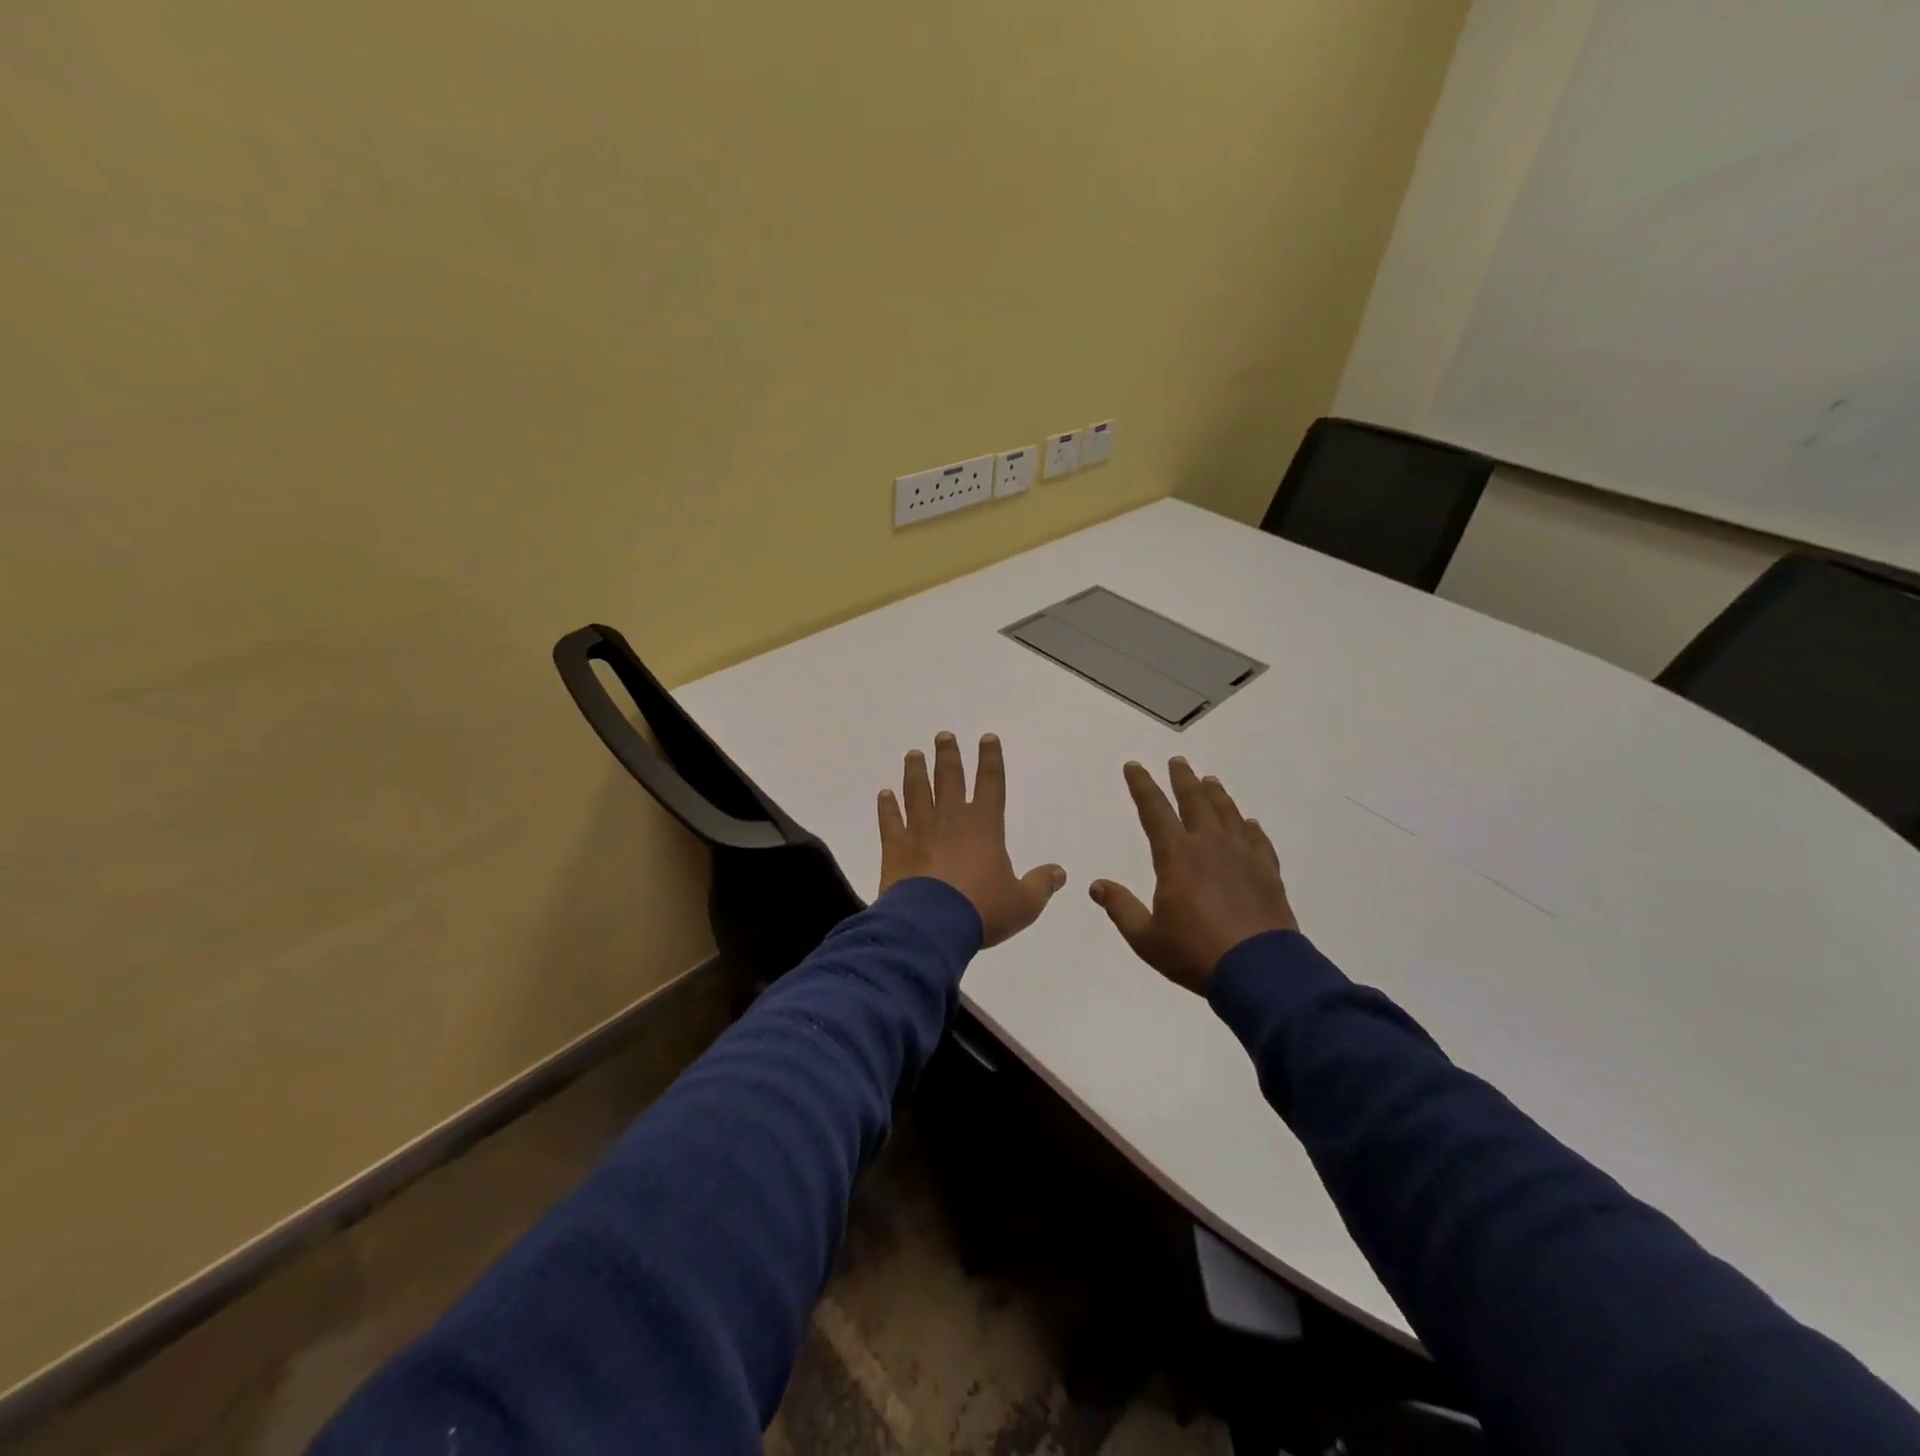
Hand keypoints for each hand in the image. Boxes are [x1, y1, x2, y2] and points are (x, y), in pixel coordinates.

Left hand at [877, 732, 1066, 947]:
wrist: (930, 925)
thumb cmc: (981, 910)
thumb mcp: (1022, 904)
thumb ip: (1040, 885)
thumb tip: (1059, 872)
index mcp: (984, 826)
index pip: (991, 783)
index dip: (991, 759)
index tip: (987, 738)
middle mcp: (951, 819)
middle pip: (950, 778)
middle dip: (948, 755)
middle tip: (943, 735)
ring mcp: (920, 830)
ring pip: (917, 792)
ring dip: (916, 771)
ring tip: (914, 754)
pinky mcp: (895, 847)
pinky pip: (890, 820)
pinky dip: (887, 806)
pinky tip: (884, 794)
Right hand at [1090, 758, 1297, 993]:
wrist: (1260, 971)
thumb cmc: (1195, 952)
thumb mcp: (1146, 937)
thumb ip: (1120, 907)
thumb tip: (1096, 885)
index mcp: (1176, 855)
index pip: (1154, 810)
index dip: (1142, 785)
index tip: (1134, 766)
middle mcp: (1209, 844)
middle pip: (1195, 801)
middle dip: (1182, 779)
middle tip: (1178, 761)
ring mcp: (1242, 855)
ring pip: (1227, 813)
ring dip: (1216, 794)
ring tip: (1209, 781)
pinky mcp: (1267, 871)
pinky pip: (1257, 839)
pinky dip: (1249, 826)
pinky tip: (1248, 822)